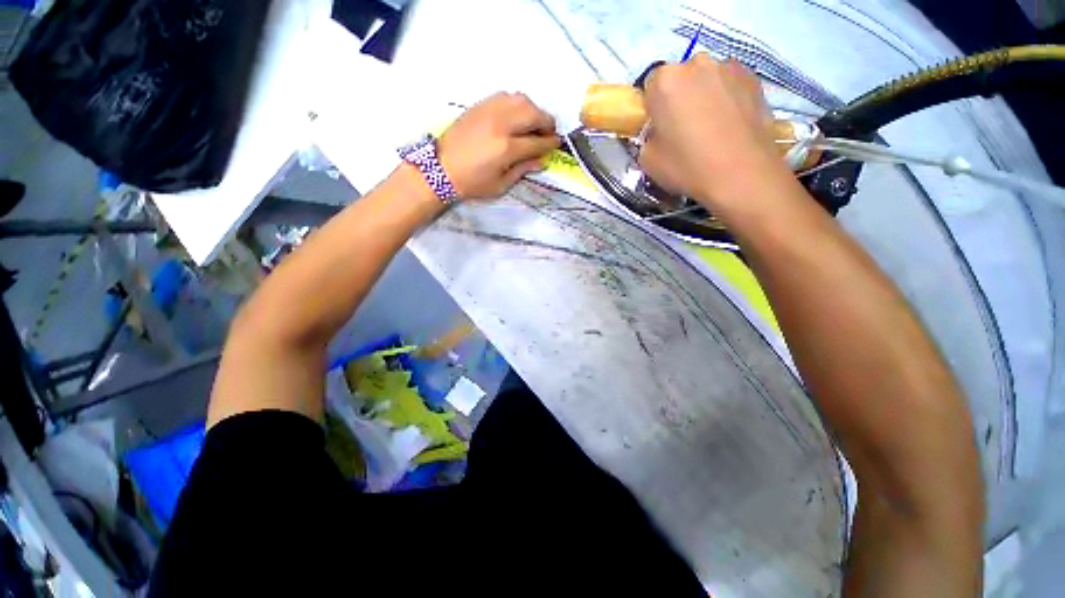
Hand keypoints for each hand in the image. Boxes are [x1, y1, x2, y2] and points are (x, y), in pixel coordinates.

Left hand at [438, 92, 560, 199]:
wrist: (440, 168)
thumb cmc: (472, 183)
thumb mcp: (500, 185)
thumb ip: (522, 170)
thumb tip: (541, 161)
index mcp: (506, 148)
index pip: (537, 141)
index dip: (550, 143)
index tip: (557, 144)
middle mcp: (501, 124)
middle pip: (533, 114)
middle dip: (547, 123)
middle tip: (549, 133)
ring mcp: (489, 111)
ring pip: (521, 100)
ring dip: (533, 110)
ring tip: (534, 124)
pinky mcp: (479, 105)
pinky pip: (505, 96)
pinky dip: (517, 103)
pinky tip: (517, 116)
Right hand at [639, 54, 790, 209]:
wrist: (742, 174)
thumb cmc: (688, 166)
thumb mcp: (648, 160)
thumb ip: (648, 138)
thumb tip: (657, 132)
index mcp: (665, 81)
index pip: (649, 88)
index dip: (652, 109)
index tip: (658, 129)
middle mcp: (696, 64)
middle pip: (679, 79)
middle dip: (678, 99)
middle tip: (682, 130)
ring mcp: (728, 67)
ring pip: (706, 81)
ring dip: (703, 97)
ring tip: (710, 129)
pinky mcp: (753, 78)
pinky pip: (729, 85)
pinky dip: (726, 99)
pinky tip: (729, 125)